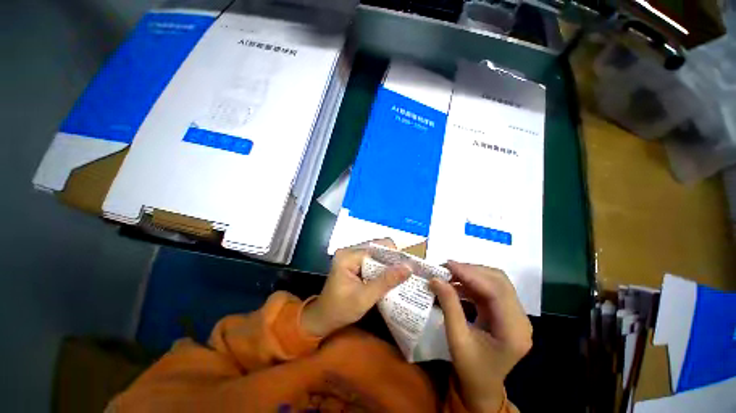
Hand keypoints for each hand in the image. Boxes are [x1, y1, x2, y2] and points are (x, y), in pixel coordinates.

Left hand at [301, 239, 410, 336]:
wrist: (323, 319)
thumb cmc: (341, 310)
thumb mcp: (365, 297)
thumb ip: (387, 281)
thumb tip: (409, 267)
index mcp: (348, 255)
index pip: (377, 247)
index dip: (394, 255)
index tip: (408, 267)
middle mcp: (349, 250)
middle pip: (377, 248)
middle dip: (392, 260)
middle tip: (407, 272)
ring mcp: (351, 256)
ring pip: (376, 254)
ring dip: (388, 264)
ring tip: (402, 274)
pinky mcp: (353, 262)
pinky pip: (372, 260)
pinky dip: (381, 268)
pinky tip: (390, 277)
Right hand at [430, 261, 531, 412]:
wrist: (482, 388)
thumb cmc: (470, 369)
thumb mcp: (456, 339)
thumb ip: (449, 306)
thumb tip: (435, 279)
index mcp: (514, 331)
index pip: (496, 291)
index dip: (471, 274)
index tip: (447, 265)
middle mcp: (520, 319)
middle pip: (499, 281)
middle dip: (471, 270)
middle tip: (446, 268)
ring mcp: (515, 315)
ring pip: (495, 282)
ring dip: (471, 274)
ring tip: (448, 273)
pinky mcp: (506, 313)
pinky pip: (490, 289)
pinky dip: (472, 283)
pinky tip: (456, 284)